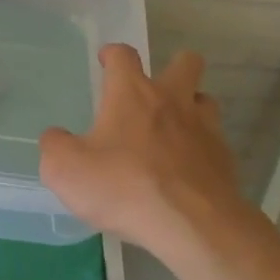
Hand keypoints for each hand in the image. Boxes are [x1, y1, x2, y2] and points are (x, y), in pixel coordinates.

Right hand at [39, 45, 247, 260]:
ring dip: (191, 107)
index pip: (123, 55)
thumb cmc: (125, 187)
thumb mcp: (67, 171)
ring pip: (204, 99)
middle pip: (185, 62)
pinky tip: (189, 171)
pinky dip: (202, 149)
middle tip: (155, 90)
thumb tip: (56, 138)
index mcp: (132, 93)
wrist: (192, 225)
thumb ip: (55, 147)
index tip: (106, 60)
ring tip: (175, 129)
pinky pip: (215, 141)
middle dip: (173, 67)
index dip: (113, 54)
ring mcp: (204, 127)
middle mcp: (171, 99)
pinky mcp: (224, 158)